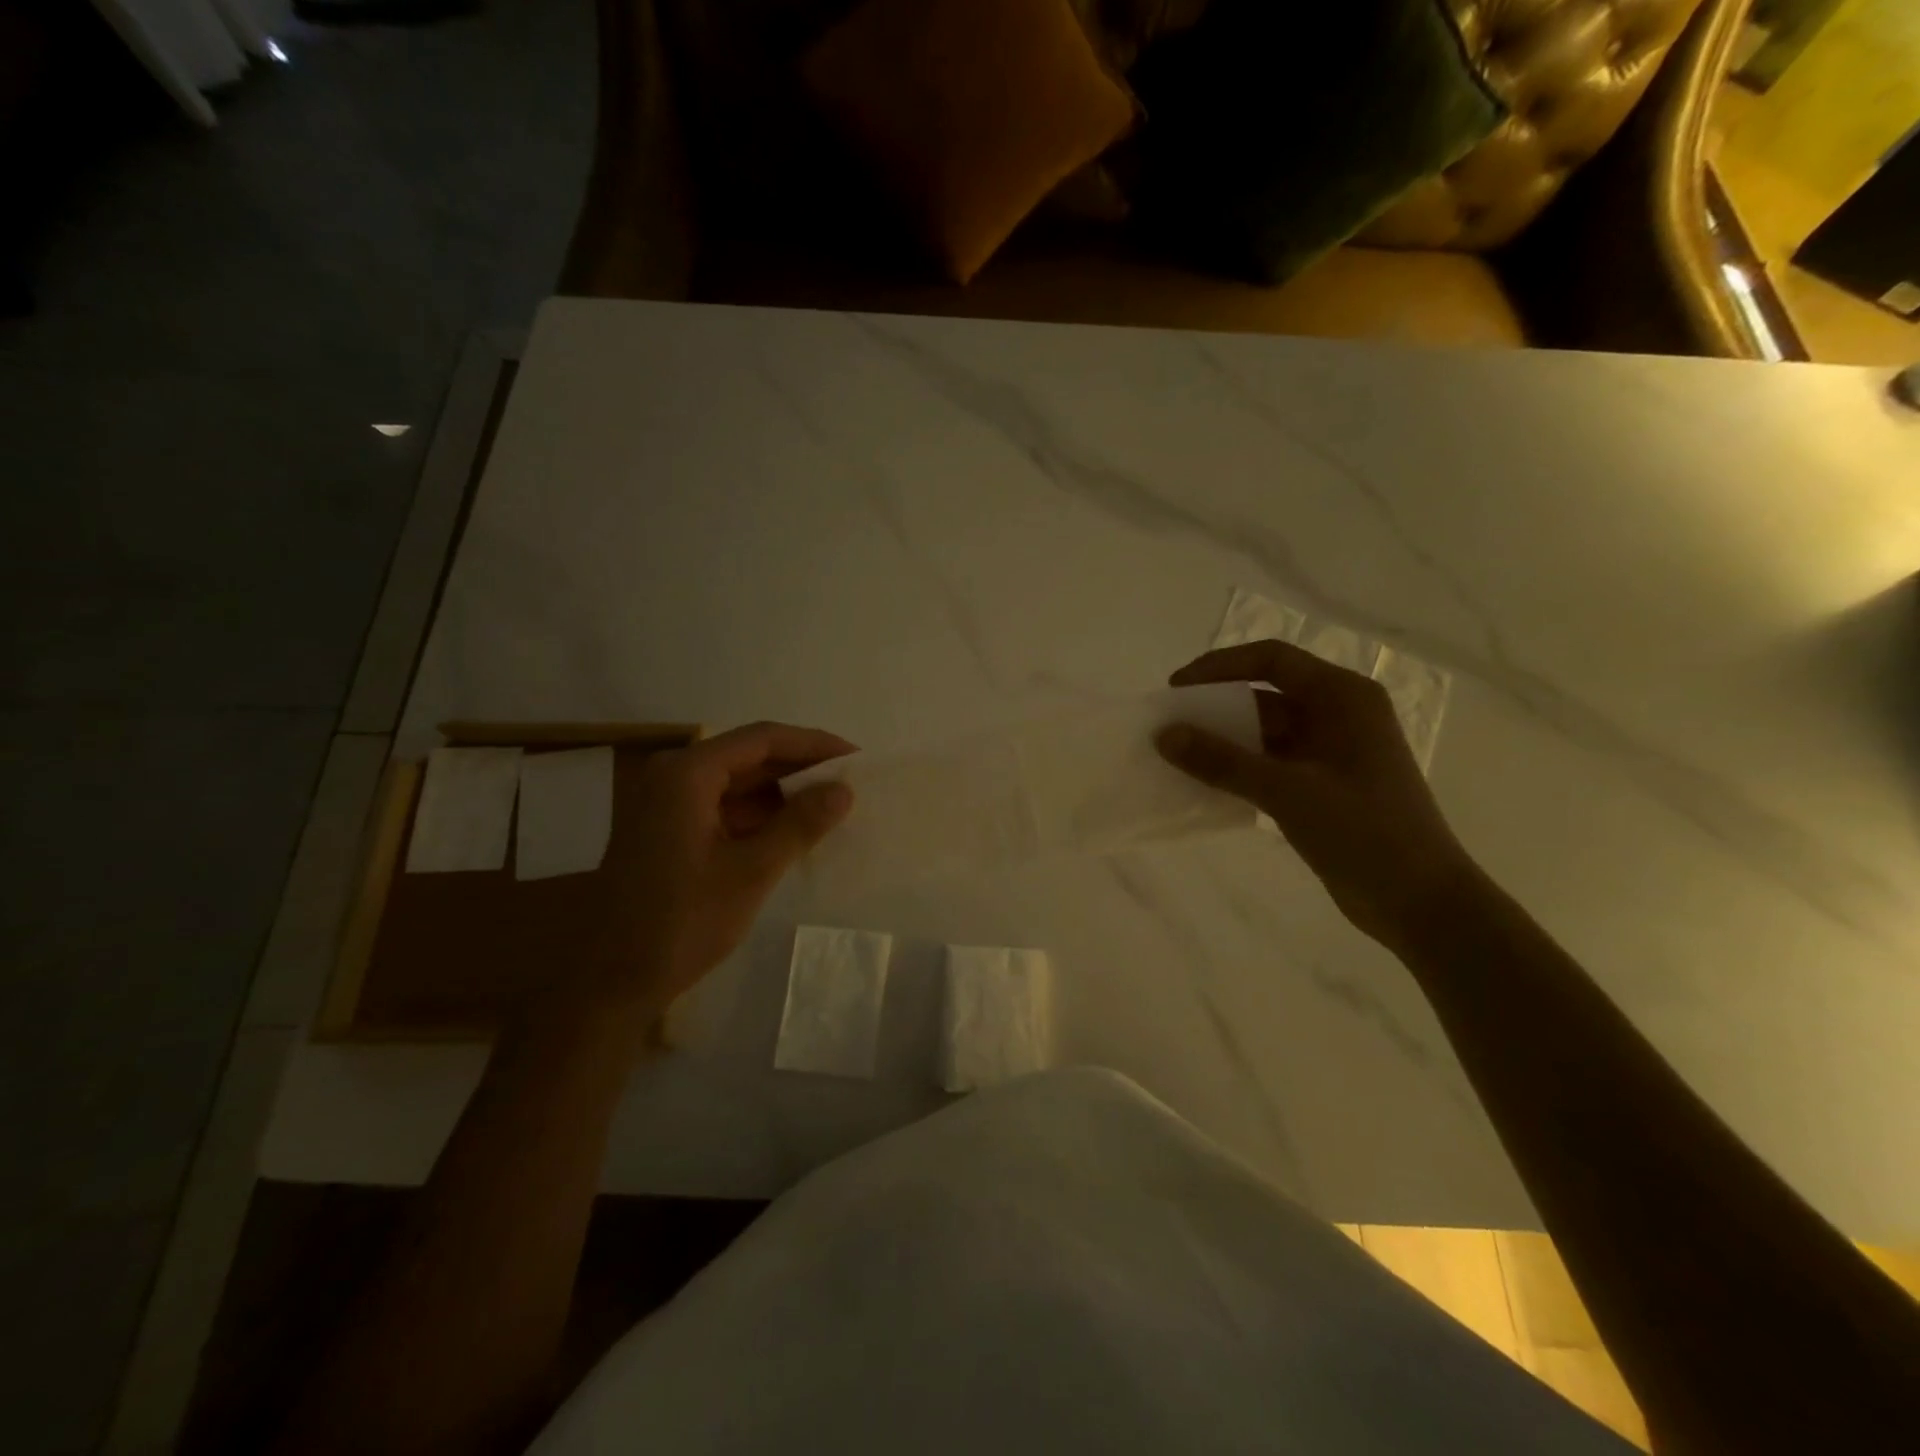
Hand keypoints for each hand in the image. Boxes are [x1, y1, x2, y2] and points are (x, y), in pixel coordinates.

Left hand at [574, 722, 855, 1020]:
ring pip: (736, 783)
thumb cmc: (682, 922)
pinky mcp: (666, 830)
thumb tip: (844, 789)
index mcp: (687, 774)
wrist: (611, 983)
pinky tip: (792, 831)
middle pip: (748, 756)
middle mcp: (672, 776)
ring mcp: (665, 804)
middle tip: (849, 783)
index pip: (762, 738)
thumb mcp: (752, 871)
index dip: (813, 744)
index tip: (856, 758)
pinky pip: (722, 807)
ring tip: (830, 807)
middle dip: (800, 768)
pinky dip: (758, 815)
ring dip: (781, 793)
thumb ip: (800, 824)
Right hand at [1156, 640, 1478, 948]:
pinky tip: (1205, 784)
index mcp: (1343, 697)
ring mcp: (1332, 752)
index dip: (1219, 667)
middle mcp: (1339, 715)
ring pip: (1265, 732)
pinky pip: (1270, 764)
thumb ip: (1223, 761)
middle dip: (1216, 708)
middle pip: (1265, 695)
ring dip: (1224, 742)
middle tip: (1169, 726)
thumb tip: (1164, 735)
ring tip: (1177, 757)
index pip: (1271, 660)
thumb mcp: (1288, 791)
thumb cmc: (1364, 832)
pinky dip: (1238, 769)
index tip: (1176, 690)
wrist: (1421, 902)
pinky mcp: (1323, 786)